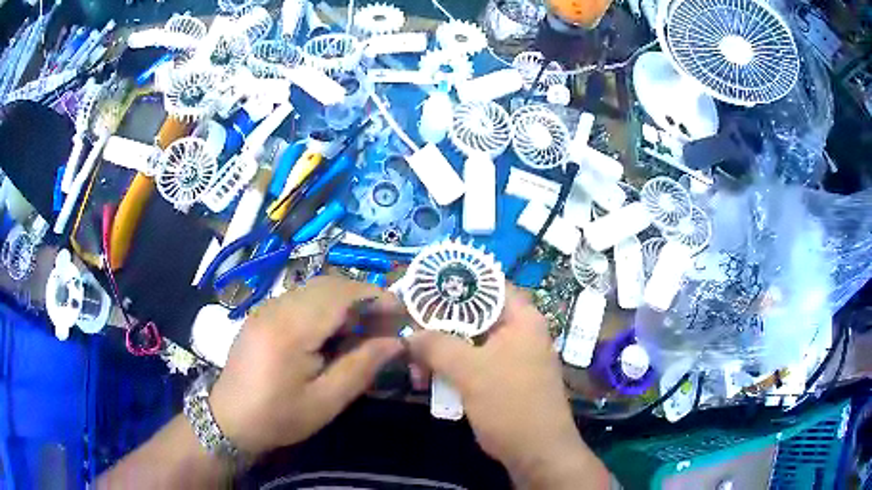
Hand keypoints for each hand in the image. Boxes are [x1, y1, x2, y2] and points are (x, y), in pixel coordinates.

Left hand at [208, 276, 403, 455]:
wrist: (229, 419)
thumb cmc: (278, 416)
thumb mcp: (326, 401)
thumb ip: (362, 367)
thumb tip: (397, 342)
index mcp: (291, 328)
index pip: (341, 294)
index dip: (376, 296)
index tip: (401, 313)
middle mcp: (277, 307)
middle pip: (329, 284)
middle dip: (363, 298)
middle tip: (386, 325)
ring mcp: (267, 307)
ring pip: (315, 289)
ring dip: (345, 302)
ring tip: (364, 330)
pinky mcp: (263, 314)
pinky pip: (301, 299)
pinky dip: (326, 308)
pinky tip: (333, 333)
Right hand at [407, 286, 608, 487]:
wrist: (537, 452)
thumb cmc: (511, 404)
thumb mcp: (471, 371)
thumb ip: (437, 346)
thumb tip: (409, 334)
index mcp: (522, 319)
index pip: (488, 283)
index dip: (455, 281)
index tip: (422, 285)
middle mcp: (519, 332)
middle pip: (474, 314)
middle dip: (439, 323)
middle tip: (408, 328)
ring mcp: (512, 357)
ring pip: (470, 342)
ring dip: (441, 350)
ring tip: (413, 364)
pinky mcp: (503, 379)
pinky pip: (473, 364)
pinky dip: (451, 368)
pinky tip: (428, 379)